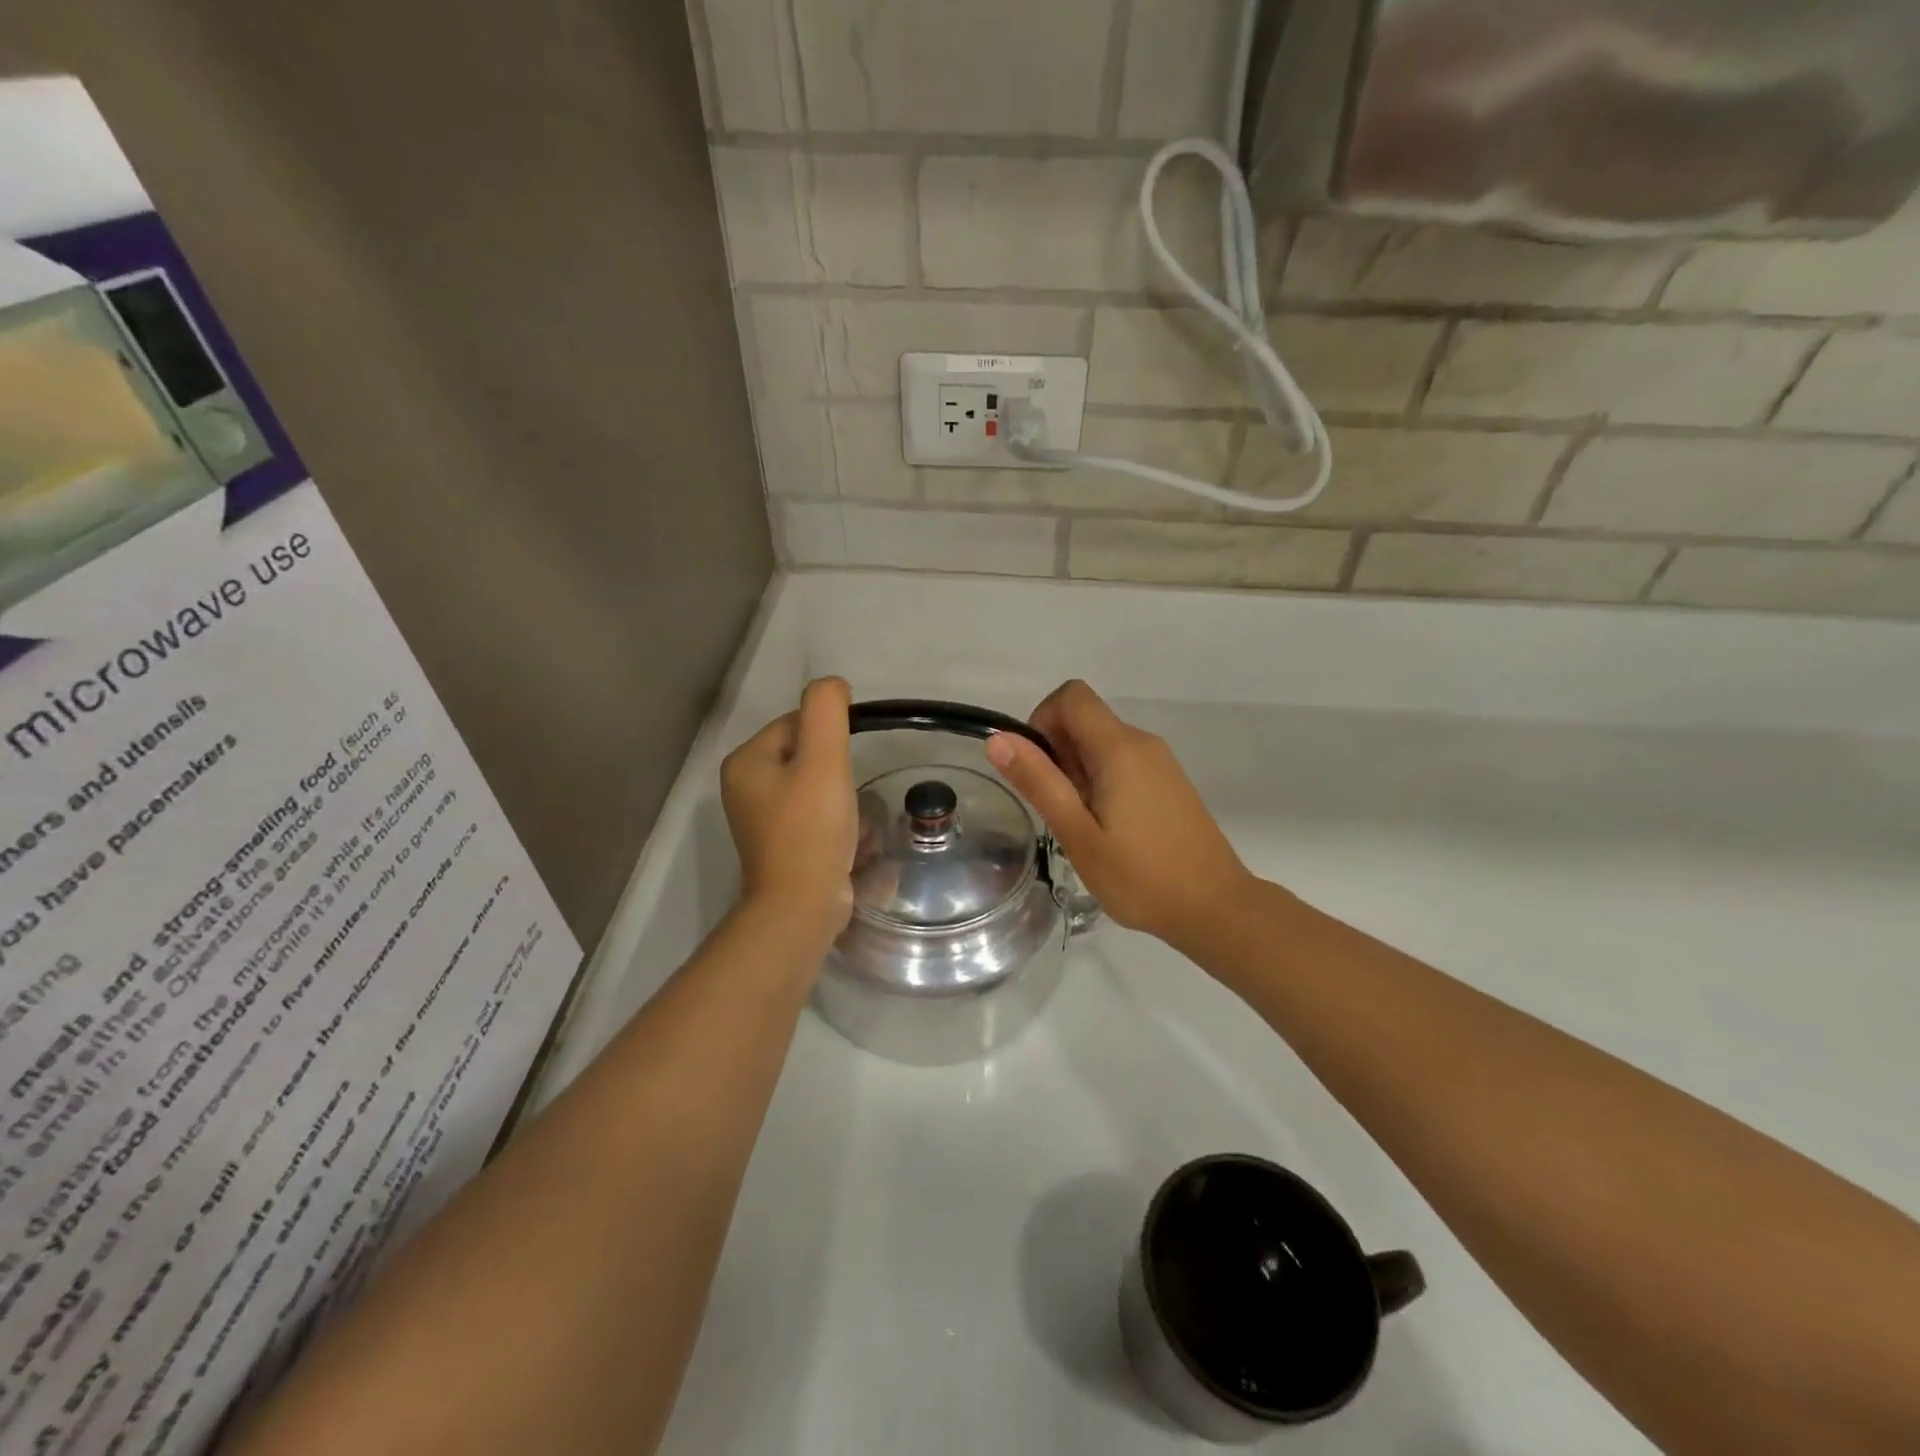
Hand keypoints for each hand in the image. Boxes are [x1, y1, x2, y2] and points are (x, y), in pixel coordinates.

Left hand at [721, 678, 857, 937]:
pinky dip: (831, 819)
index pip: (796, 724)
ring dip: (838, 794)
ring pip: (811, 785)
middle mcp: (744, 787)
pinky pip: (811, 814)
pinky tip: (846, 836)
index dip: (830, 738)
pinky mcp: (778, 844)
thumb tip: (832, 686)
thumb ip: (826, 711)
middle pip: (805, 755)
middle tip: (848, 794)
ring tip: (849, 817)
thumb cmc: (810, 829)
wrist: (801, 906)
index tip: (846, 766)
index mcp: (746, 762)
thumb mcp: (823, 759)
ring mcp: (759, 819)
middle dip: (835, 769)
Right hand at [984, 680, 1254, 951]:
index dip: (1042, 720)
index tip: (1038, 769)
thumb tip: (998, 738)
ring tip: (1083, 825)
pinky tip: (1108, 829)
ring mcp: (1160, 762)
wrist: (1215, 907)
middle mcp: (1142, 742)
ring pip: (1101, 743)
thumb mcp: (1078, 835)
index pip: (1071, 696)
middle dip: (1057, 753)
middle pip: (1084, 719)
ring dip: (1077, 771)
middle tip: (1061, 809)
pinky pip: (1122, 762)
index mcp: (1119, 748)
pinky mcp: (1168, 782)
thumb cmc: (1141, 876)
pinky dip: (1101, 781)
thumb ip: (1039, 782)